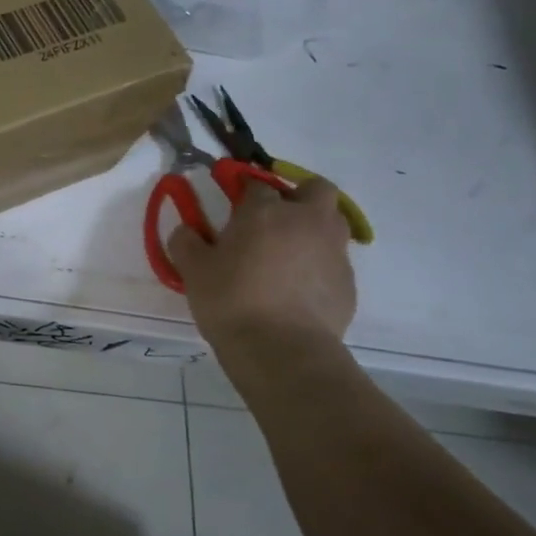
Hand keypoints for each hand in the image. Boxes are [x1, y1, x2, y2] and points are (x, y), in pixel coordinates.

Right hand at [168, 177, 355, 355]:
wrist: (282, 350)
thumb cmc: (231, 301)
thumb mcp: (193, 270)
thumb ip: (186, 242)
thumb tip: (187, 230)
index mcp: (265, 211)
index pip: (256, 185)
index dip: (244, 190)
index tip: (233, 204)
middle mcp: (305, 221)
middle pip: (315, 189)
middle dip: (298, 195)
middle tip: (275, 217)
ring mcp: (333, 251)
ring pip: (332, 223)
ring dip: (313, 228)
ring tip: (288, 253)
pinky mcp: (348, 282)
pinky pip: (334, 261)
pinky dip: (319, 265)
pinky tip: (298, 289)